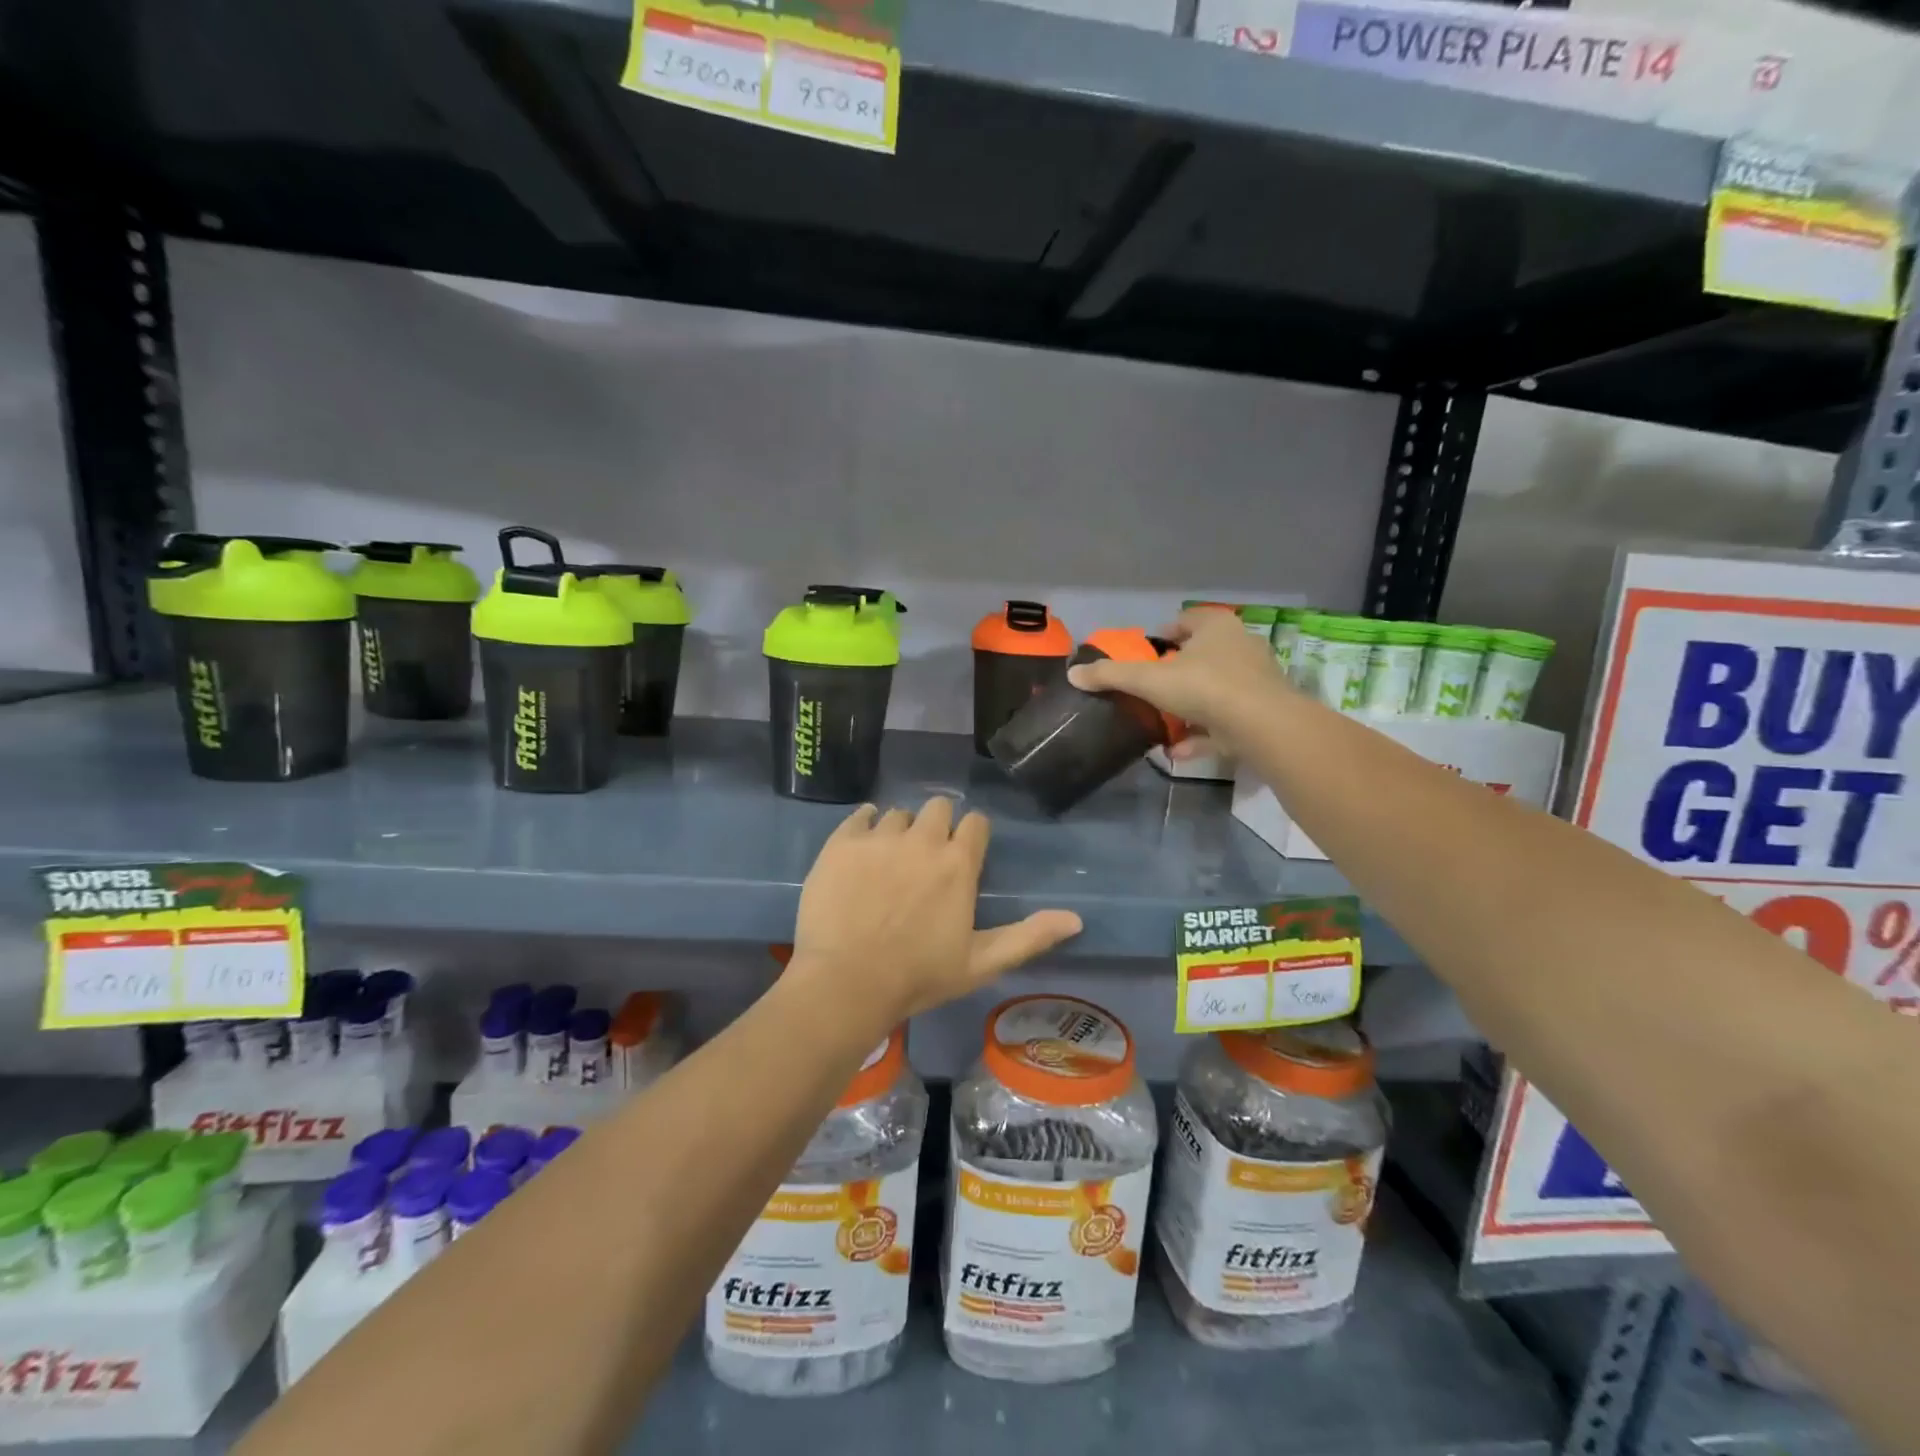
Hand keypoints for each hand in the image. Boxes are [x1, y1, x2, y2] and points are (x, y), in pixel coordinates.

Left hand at [792, 798, 1082, 1024]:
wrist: (844, 984)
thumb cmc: (918, 977)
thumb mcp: (981, 963)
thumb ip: (1029, 937)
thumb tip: (1077, 919)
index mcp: (957, 864)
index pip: (975, 823)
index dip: (971, 836)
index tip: (963, 855)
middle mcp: (921, 840)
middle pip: (938, 808)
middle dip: (938, 826)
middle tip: (925, 858)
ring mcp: (878, 838)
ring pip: (898, 814)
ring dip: (900, 830)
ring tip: (889, 860)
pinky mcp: (841, 842)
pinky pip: (859, 815)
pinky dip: (864, 826)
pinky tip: (861, 850)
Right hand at [1067, 606, 1291, 756]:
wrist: (1262, 725)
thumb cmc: (1204, 687)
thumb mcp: (1149, 680)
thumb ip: (1111, 676)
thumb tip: (1073, 673)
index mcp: (1216, 627)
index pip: (1187, 621)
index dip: (1165, 634)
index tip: (1148, 651)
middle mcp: (1240, 647)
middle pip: (1203, 655)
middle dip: (1177, 672)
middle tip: (1153, 687)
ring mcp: (1255, 681)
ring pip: (1215, 690)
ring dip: (1190, 706)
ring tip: (1163, 722)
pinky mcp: (1262, 713)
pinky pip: (1226, 720)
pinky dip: (1204, 733)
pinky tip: (1179, 750)